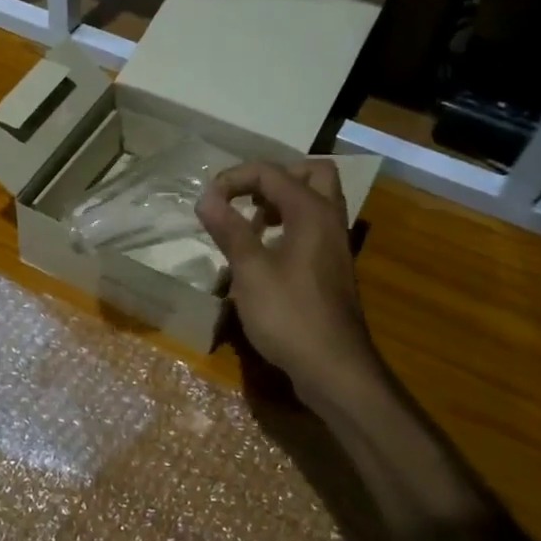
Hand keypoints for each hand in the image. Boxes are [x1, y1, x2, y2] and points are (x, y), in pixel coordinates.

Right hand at [196, 160, 378, 402]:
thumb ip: (229, 230)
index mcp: (311, 212)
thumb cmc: (288, 315)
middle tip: (244, 198)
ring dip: (281, 201)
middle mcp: (329, 219)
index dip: (234, 179)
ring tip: (249, 223)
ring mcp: (334, 245)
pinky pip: (312, 227)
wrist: (333, 367)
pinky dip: (288, 225)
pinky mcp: (332, 268)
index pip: (271, 172)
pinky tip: (263, 252)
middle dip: (273, 178)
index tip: (207, 202)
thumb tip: (206, 198)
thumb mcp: (250, 270)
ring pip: (315, 201)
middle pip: (311, 173)